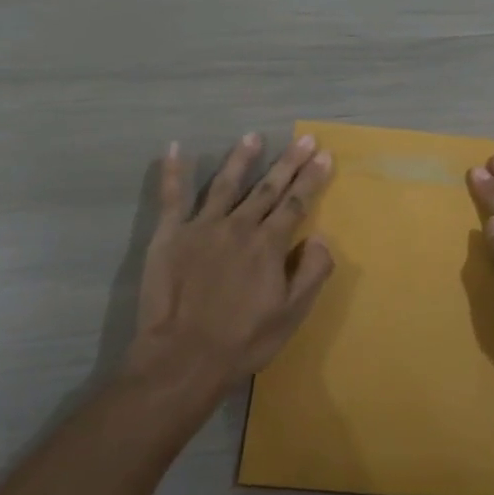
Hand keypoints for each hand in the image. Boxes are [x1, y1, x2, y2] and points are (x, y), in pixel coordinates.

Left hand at [126, 133, 335, 400]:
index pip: (296, 203)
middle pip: (267, 187)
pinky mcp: (170, 235)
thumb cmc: (243, 340)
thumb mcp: (292, 314)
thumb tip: (321, 236)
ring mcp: (202, 227)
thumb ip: (312, 272)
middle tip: (304, 138)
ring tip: (253, 136)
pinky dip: (174, 171)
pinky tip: (176, 147)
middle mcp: (239, 226)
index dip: (312, 178)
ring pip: (225, 183)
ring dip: (242, 158)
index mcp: (269, 244)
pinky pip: (172, 197)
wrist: (182, 358)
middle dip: (288, 162)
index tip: (324, 155)